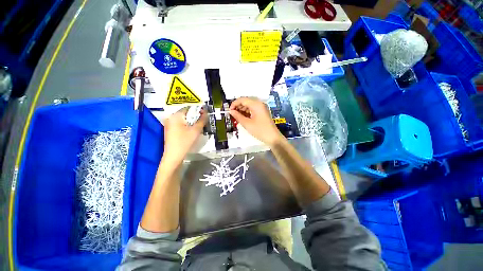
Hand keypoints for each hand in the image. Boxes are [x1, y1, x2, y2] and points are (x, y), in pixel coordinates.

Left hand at [163, 107, 206, 162]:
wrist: (174, 156)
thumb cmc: (185, 142)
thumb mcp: (196, 130)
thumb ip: (202, 120)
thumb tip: (206, 112)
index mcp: (176, 116)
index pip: (189, 108)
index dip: (198, 111)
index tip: (205, 115)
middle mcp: (171, 118)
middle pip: (186, 114)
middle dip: (195, 117)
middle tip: (202, 123)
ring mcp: (169, 124)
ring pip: (184, 120)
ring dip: (192, 122)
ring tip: (198, 128)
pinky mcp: (170, 130)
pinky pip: (181, 124)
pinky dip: (187, 126)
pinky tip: (191, 132)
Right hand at [229, 97, 283, 145]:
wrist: (273, 137)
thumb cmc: (260, 130)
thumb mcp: (247, 124)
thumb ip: (237, 116)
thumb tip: (231, 111)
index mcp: (256, 104)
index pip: (242, 99)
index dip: (234, 104)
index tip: (229, 111)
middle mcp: (259, 103)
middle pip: (246, 101)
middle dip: (238, 106)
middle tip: (232, 114)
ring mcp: (262, 108)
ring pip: (249, 105)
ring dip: (242, 109)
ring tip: (237, 116)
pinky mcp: (262, 112)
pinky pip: (253, 109)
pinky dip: (247, 112)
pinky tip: (243, 117)